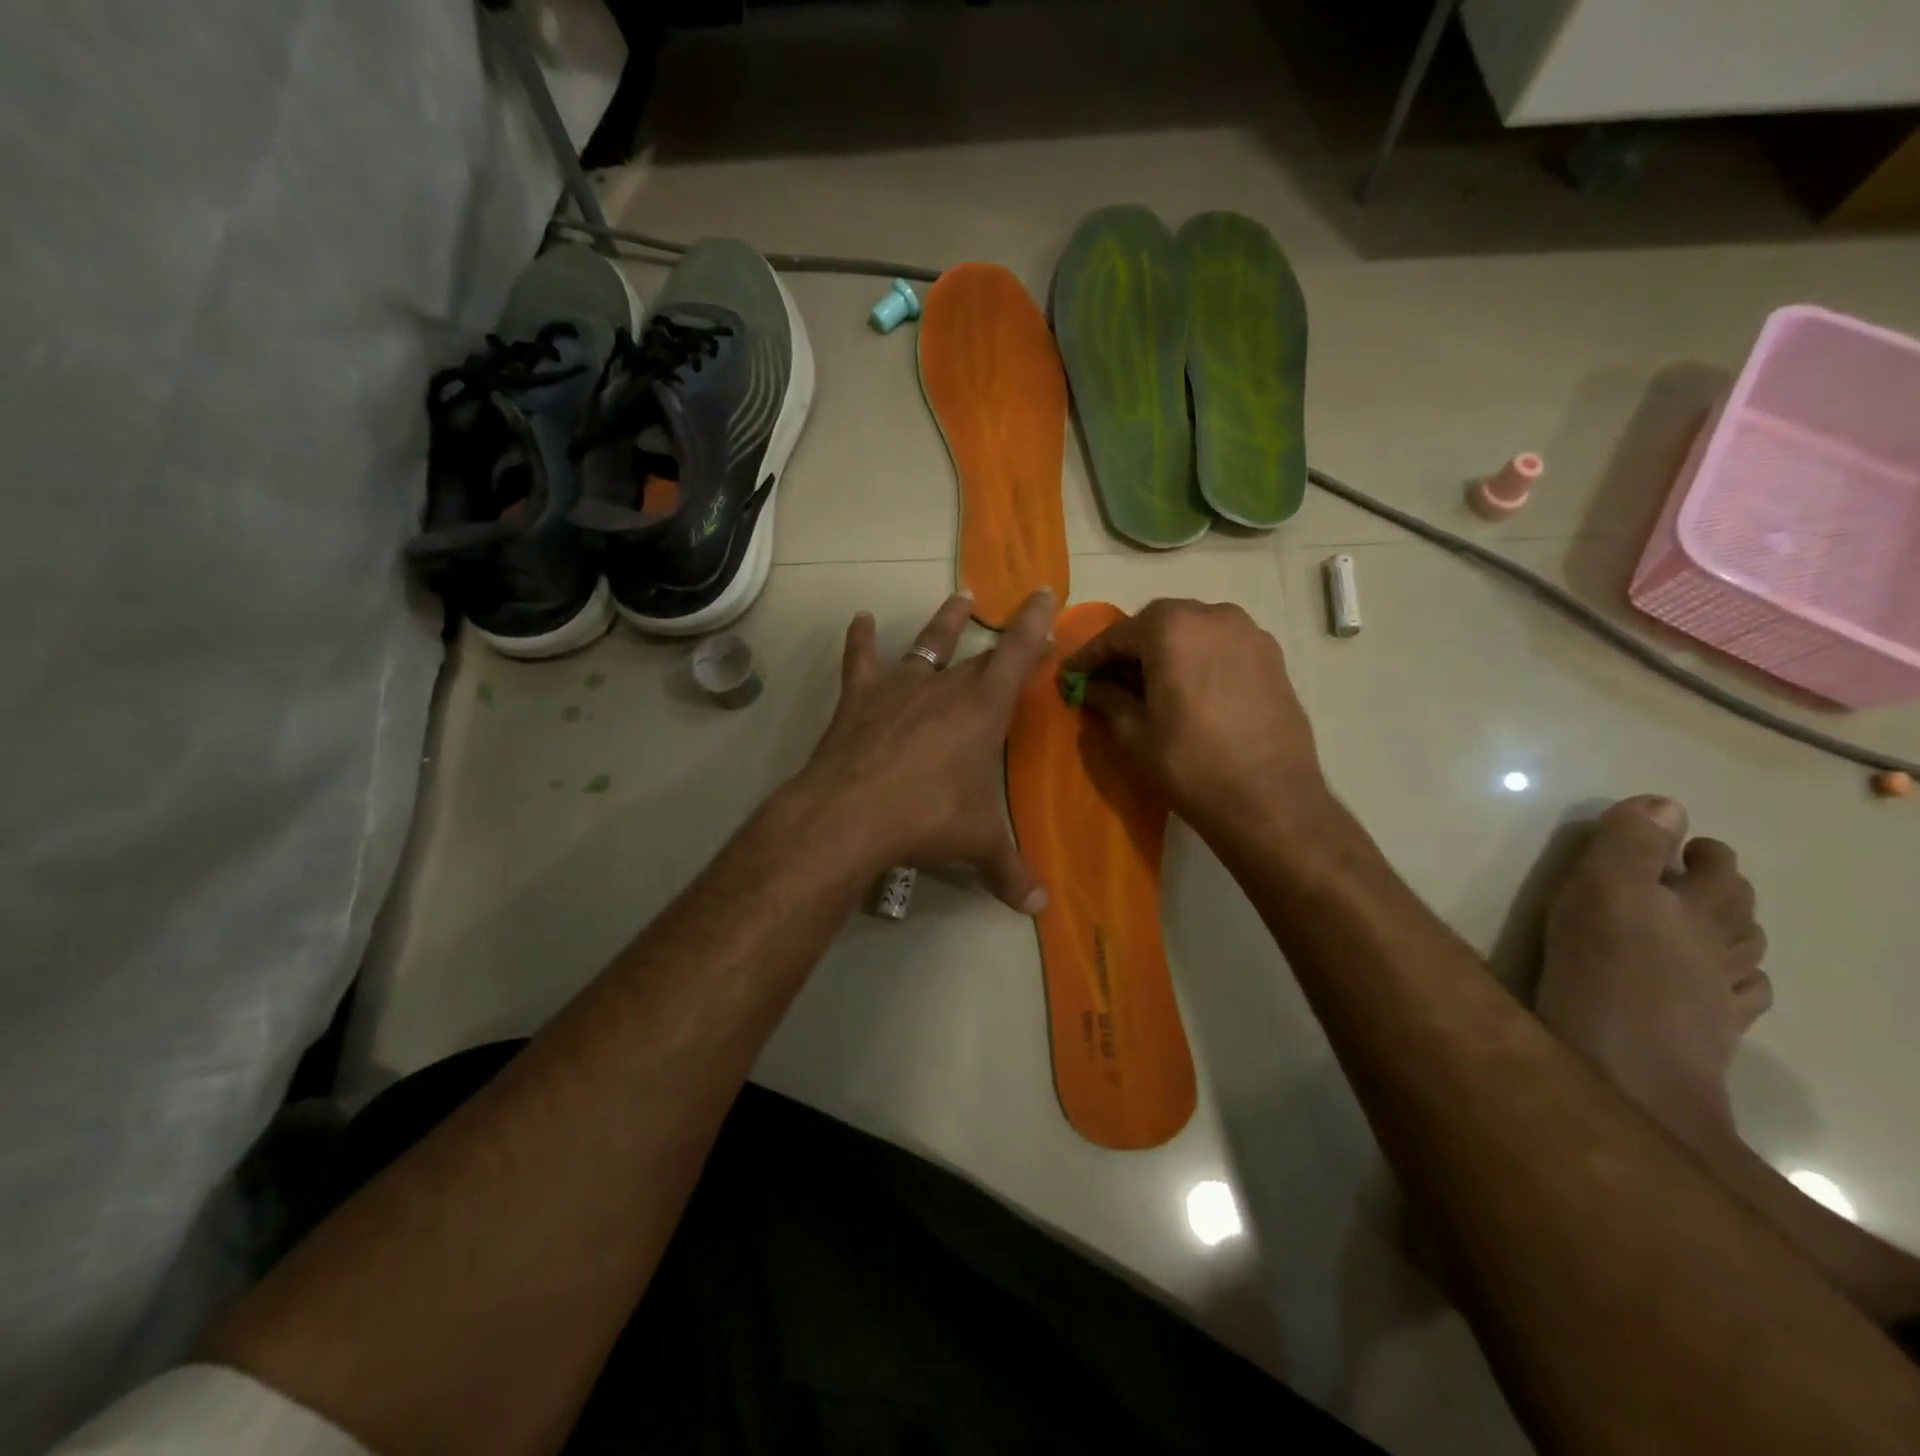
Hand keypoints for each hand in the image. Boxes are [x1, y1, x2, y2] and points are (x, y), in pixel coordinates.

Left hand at [794, 589, 1055, 913]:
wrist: (851, 814)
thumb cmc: (928, 819)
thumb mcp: (976, 844)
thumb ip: (1009, 871)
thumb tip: (1039, 907)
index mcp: (983, 710)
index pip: (1018, 654)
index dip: (1035, 624)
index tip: (1044, 593)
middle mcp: (944, 687)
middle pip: (979, 655)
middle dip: (1004, 639)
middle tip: (1020, 624)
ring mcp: (899, 687)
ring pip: (927, 644)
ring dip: (945, 622)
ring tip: (960, 598)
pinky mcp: (859, 698)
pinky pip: (861, 660)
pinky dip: (861, 640)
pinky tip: (861, 620)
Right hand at [1063, 599, 1327, 840]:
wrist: (1271, 800)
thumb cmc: (1191, 765)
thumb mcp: (1134, 734)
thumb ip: (1107, 699)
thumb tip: (1090, 686)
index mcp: (1172, 629)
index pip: (1117, 635)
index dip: (1090, 656)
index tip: (1071, 674)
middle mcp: (1212, 615)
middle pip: (1158, 623)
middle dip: (1130, 647)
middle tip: (1109, 677)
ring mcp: (1248, 632)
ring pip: (1192, 629)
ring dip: (1166, 649)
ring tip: (1149, 683)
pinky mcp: (1272, 655)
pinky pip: (1221, 644)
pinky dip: (1198, 657)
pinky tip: (1189, 688)